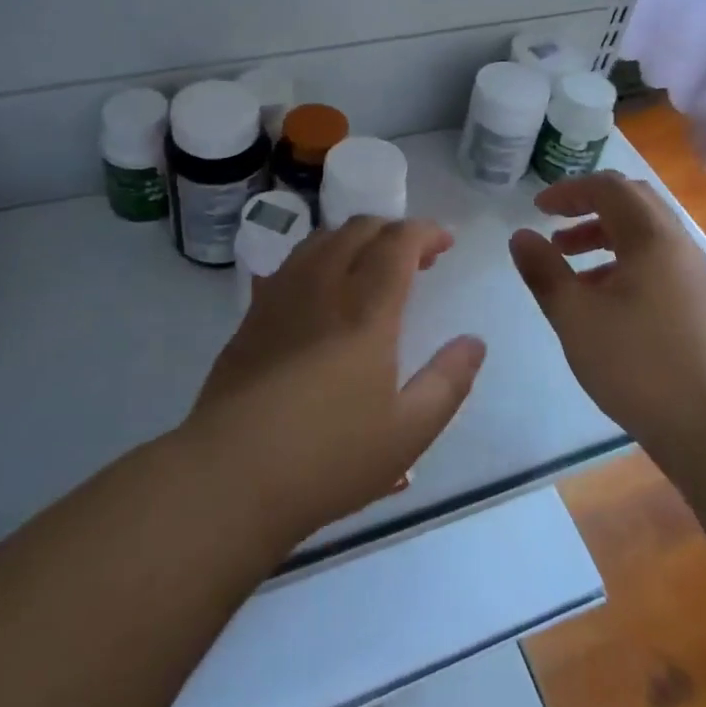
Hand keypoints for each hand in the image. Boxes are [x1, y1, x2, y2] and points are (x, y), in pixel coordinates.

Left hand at [182, 217, 486, 549]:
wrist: (231, 476)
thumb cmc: (328, 458)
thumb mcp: (408, 433)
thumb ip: (448, 382)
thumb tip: (474, 342)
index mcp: (366, 311)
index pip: (398, 243)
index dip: (425, 232)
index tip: (445, 242)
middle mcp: (322, 288)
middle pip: (358, 230)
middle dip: (393, 230)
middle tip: (416, 258)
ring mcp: (280, 297)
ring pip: (320, 240)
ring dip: (355, 239)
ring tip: (371, 267)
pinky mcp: (252, 316)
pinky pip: (291, 264)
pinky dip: (319, 258)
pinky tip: (322, 291)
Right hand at [509, 172, 705, 456]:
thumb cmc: (637, 364)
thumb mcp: (575, 317)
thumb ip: (544, 272)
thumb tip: (521, 236)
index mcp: (651, 237)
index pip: (609, 187)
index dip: (569, 190)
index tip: (538, 209)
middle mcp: (679, 244)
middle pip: (633, 203)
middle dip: (589, 208)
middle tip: (555, 229)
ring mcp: (694, 274)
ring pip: (646, 235)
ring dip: (605, 237)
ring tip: (570, 265)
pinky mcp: (700, 303)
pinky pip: (658, 261)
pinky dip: (624, 262)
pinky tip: (603, 299)